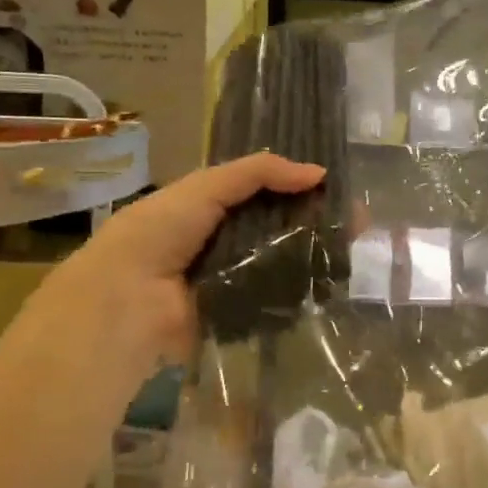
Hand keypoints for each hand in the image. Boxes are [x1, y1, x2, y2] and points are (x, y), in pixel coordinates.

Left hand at [10, 152, 324, 402]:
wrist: (128, 300)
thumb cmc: (159, 232)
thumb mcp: (205, 187)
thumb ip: (258, 173)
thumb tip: (318, 173)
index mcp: (209, 208)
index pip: (263, 193)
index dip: (299, 187)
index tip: (336, 187)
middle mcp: (223, 242)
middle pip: (278, 228)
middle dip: (316, 222)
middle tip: (359, 222)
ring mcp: (233, 280)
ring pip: (282, 263)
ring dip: (314, 256)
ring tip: (354, 248)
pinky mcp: (241, 314)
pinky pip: (277, 299)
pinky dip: (301, 290)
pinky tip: (335, 280)